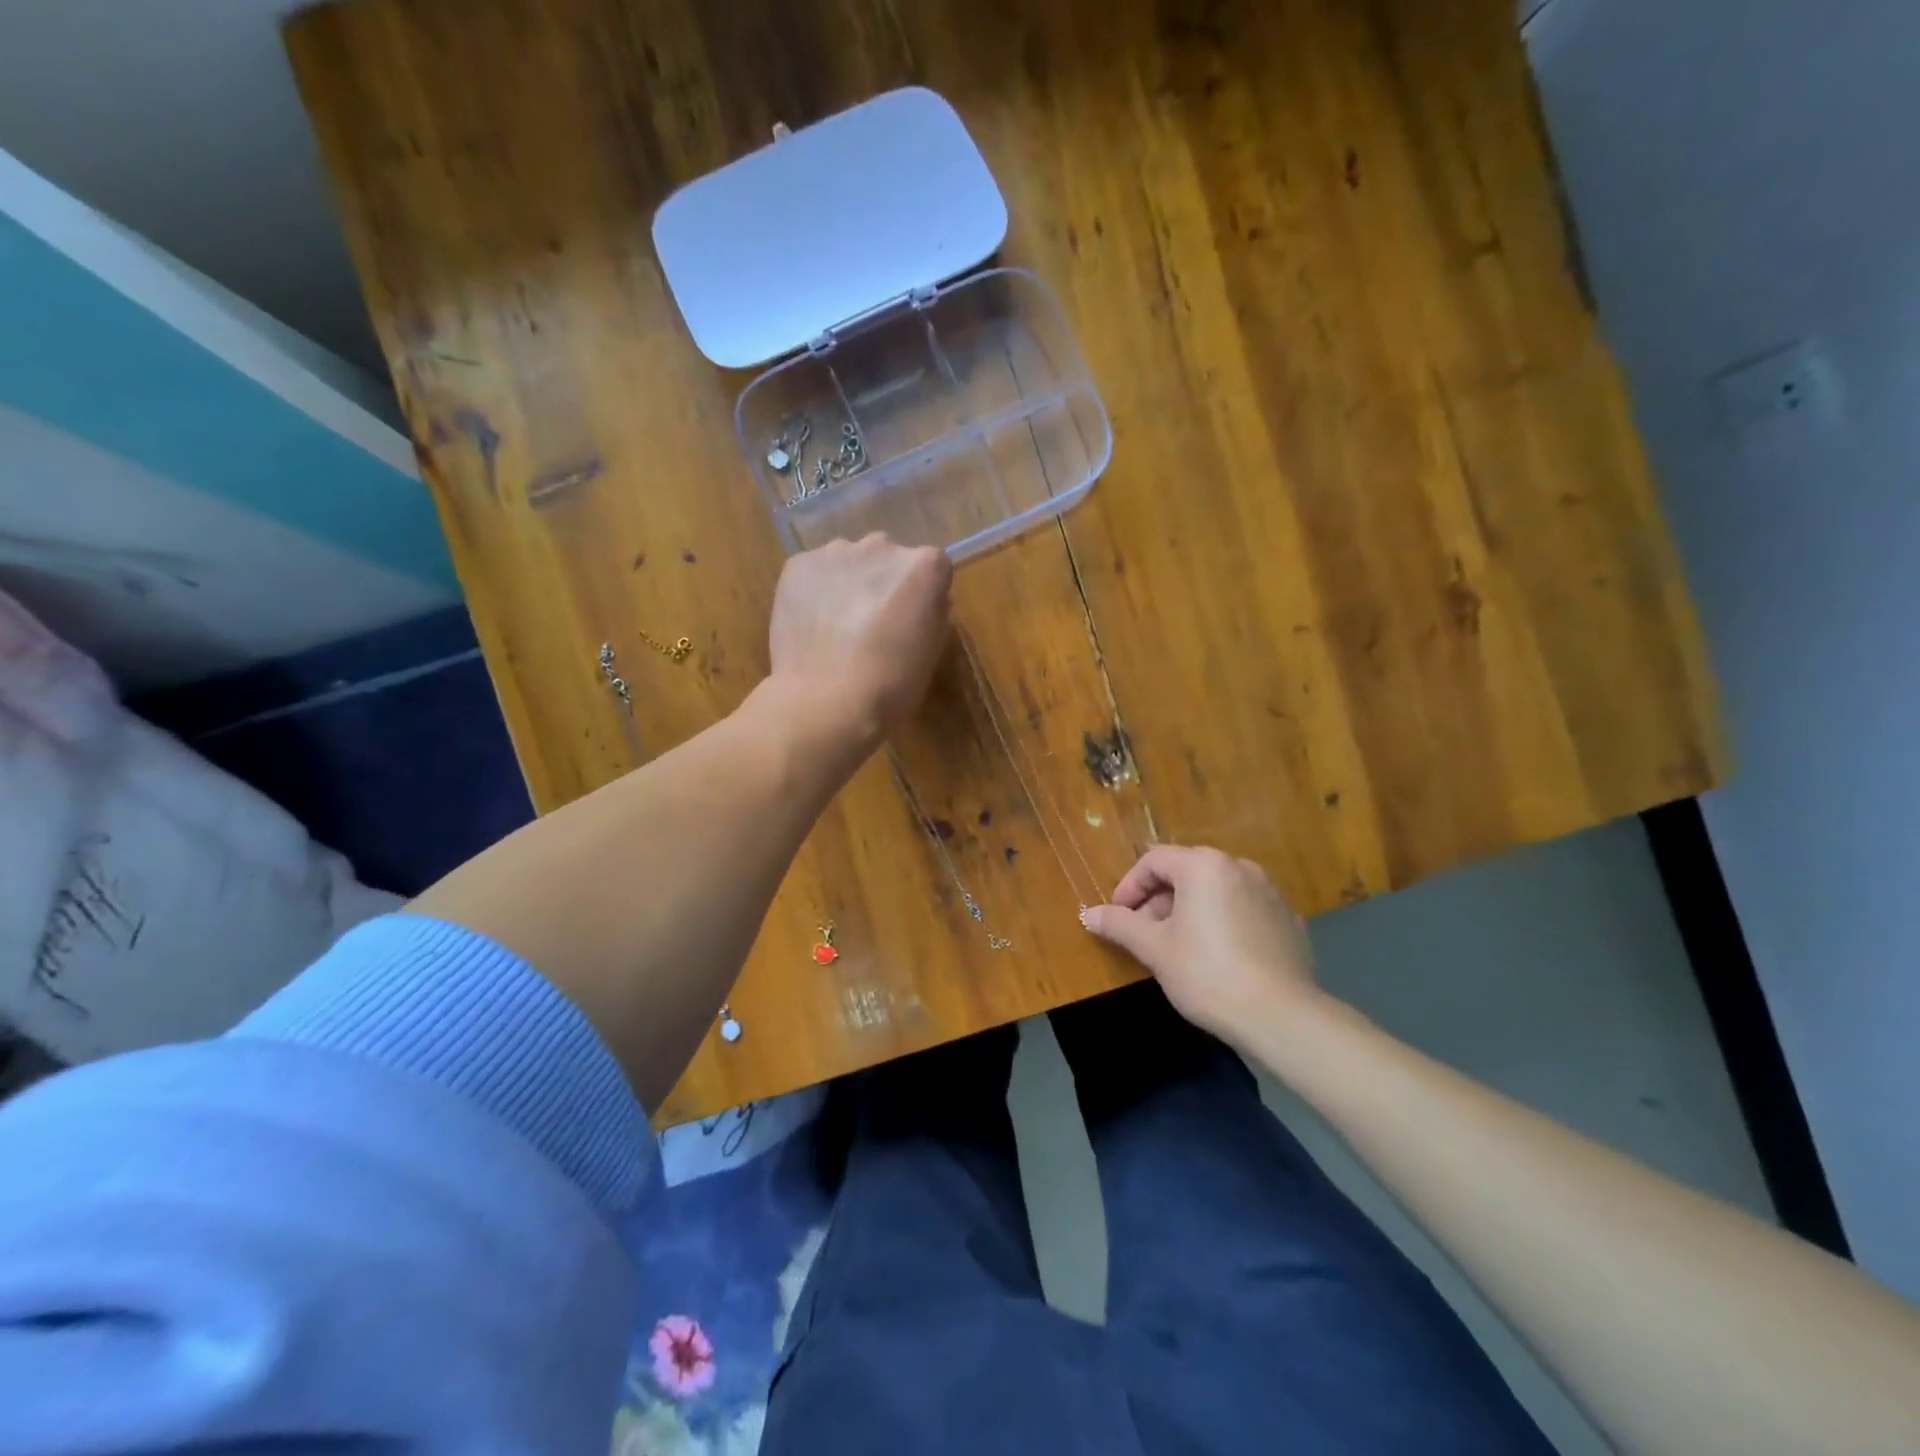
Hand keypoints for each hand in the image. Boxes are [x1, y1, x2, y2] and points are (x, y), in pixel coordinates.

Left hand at [767, 534, 953, 745]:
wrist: (826, 702)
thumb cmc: (891, 684)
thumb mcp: (931, 650)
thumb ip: (932, 613)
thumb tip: (924, 601)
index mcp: (926, 565)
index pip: (933, 568)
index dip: (923, 595)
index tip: (912, 621)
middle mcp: (883, 545)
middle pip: (889, 557)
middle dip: (884, 582)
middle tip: (874, 623)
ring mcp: (836, 552)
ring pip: (849, 561)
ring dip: (849, 582)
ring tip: (838, 626)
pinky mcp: (798, 564)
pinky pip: (815, 571)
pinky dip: (816, 590)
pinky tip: (813, 624)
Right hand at [1082, 845, 1320, 1047]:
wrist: (1280, 1017)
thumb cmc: (1206, 973)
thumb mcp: (1154, 949)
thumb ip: (1119, 925)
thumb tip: (1088, 914)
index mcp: (1204, 866)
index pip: (1154, 861)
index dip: (1129, 886)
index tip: (1118, 917)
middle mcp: (1239, 867)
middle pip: (1186, 873)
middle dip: (1159, 901)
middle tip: (1144, 935)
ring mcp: (1270, 893)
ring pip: (1216, 891)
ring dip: (1190, 911)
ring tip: (1179, 948)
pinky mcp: (1289, 921)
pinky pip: (1244, 911)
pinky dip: (1223, 923)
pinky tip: (1219, 958)